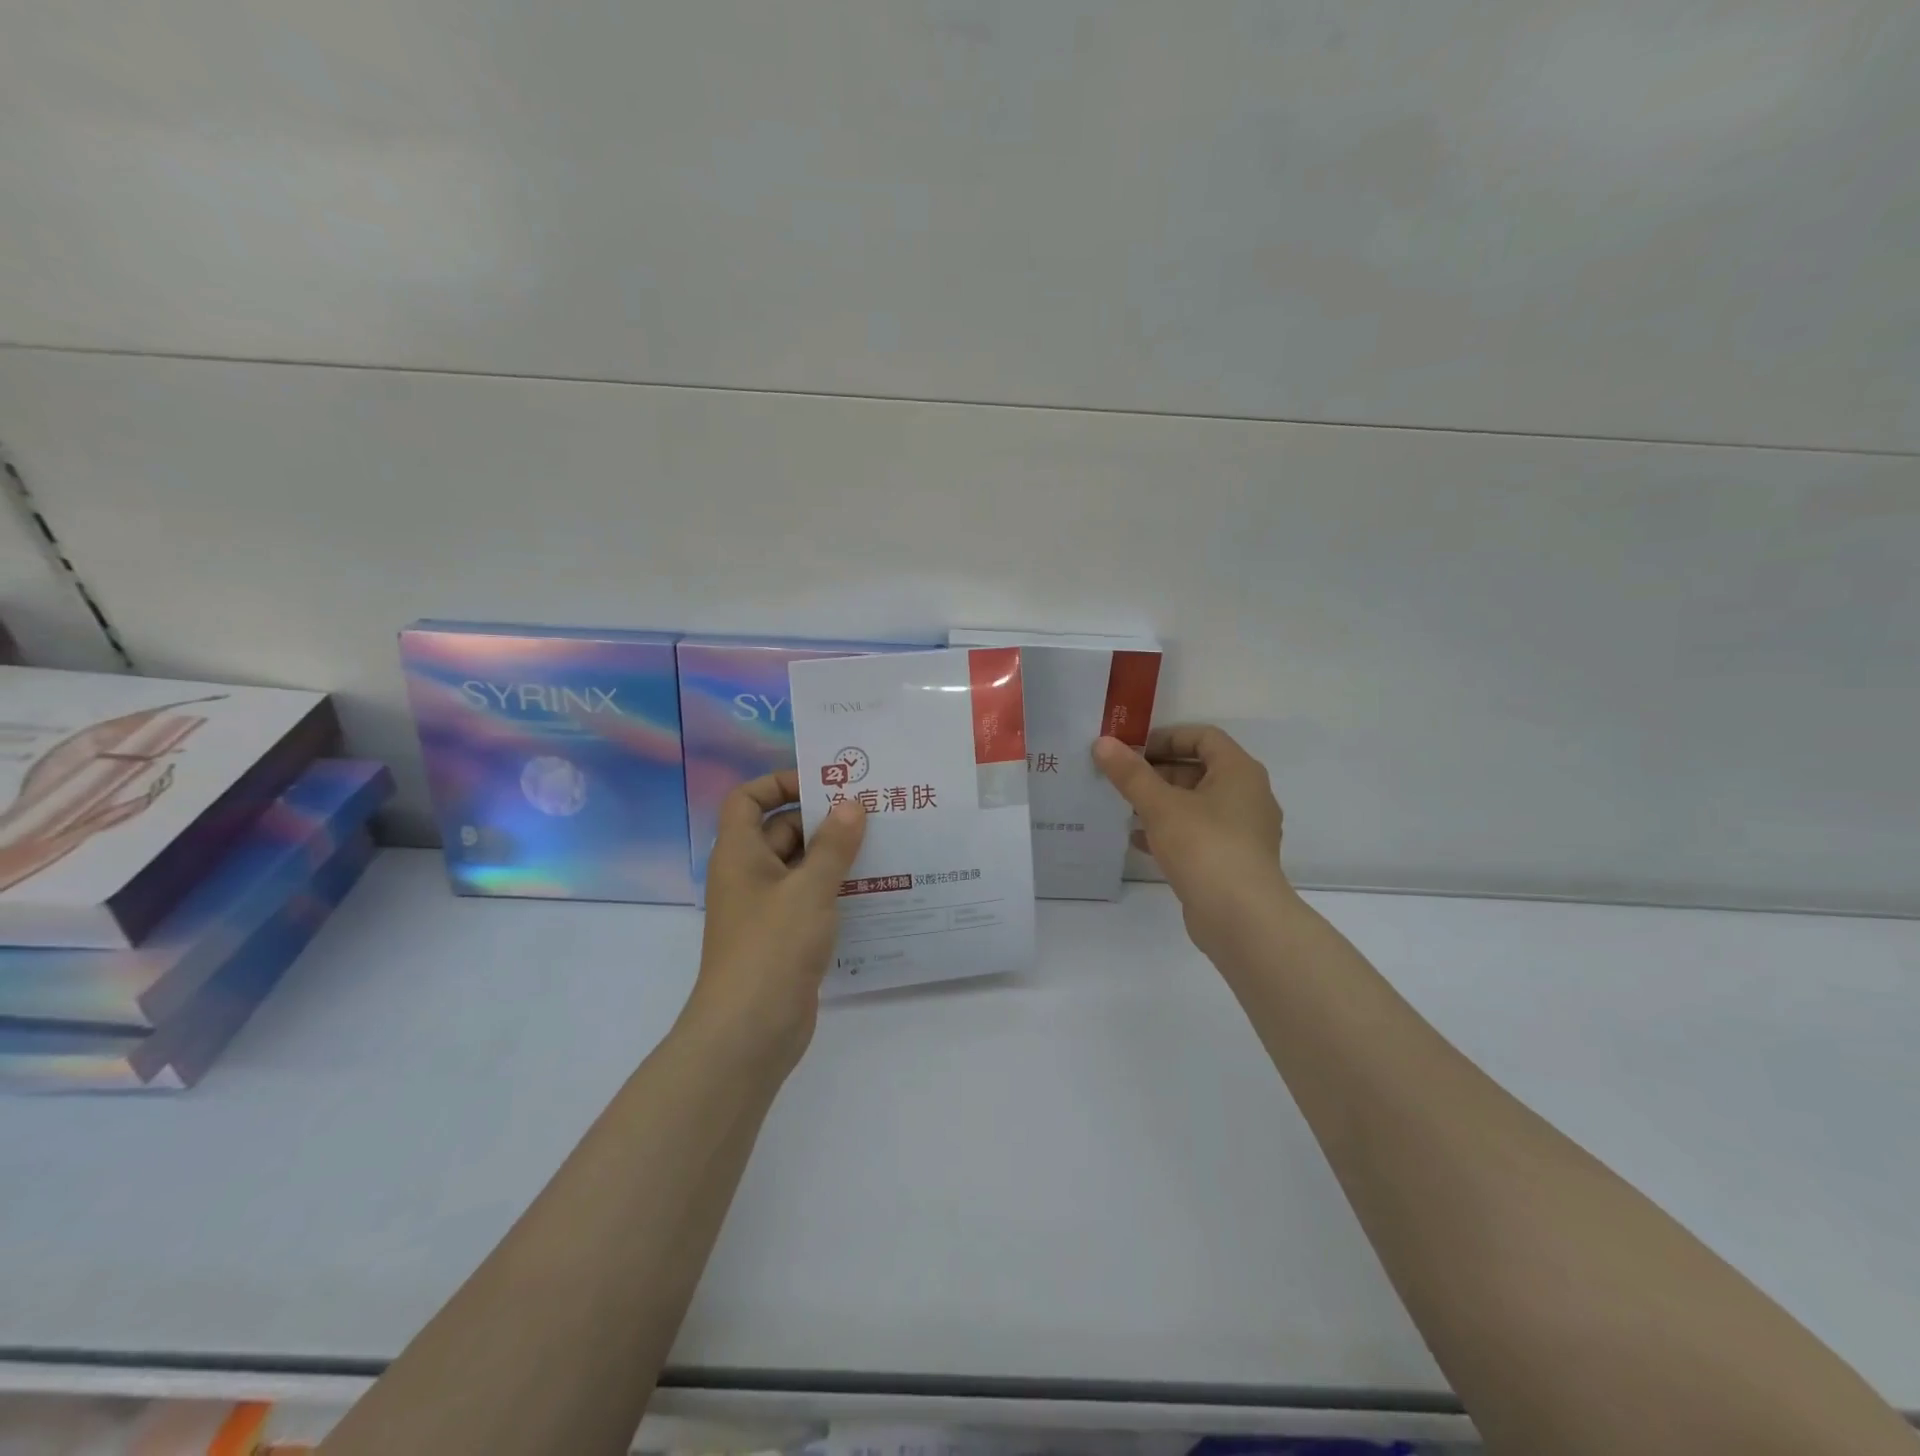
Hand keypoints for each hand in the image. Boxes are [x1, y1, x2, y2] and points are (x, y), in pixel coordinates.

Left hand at [682, 770, 866, 1072]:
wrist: (750, 1031)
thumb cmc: (772, 947)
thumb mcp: (809, 889)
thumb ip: (833, 845)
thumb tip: (852, 804)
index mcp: (739, 854)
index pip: (747, 799)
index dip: (779, 783)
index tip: (823, 784)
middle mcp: (749, 876)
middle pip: (780, 830)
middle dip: (821, 820)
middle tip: (871, 812)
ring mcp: (766, 909)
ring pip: (801, 867)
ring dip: (835, 856)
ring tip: (884, 845)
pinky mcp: (784, 938)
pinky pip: (811, 899)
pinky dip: (836, 890)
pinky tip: (877, 889)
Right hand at [1093, 725, 1292, 957]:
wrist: (1241, 917)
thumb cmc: (1204, 846)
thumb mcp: (1160, 805)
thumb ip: (1130, 774)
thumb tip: (1103, 743)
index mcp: (1239, 772)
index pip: (1204, 737)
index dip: (1167, 737)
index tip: (1133, 749)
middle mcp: (1248, 796)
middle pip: (1199, 770)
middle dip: (1158, 771)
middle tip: (1122, 778)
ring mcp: (1243, 832)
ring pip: (1196, 805)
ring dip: (1161, 803)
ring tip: (1123, 807)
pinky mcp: (1232, 861)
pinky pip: (1198, 834)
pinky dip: (1170, 831)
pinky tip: (1137, 841)